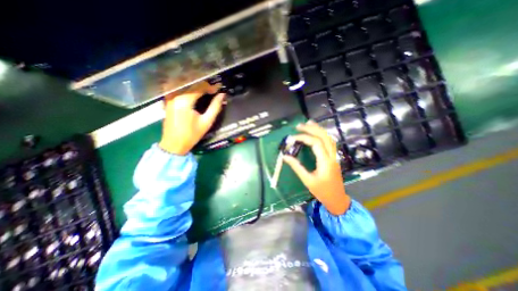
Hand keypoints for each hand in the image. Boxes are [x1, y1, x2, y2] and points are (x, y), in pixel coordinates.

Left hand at [157, 81, 222, 154]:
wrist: (173, 144)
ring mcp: (169, 97)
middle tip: (213, 88)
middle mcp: (175, 96)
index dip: (211, 86)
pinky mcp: (167, 101)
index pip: (200, 87)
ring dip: (195, 84)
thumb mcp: (206, 122)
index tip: (219, 88)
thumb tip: (222, 95)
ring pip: (183, 84)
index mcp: (185, 101)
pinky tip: (194, 91)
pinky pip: (178, 89)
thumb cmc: (192, 135)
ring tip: (206, 88)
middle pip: (191, 83)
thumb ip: (215, 107)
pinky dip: (187, 88)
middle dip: (204, 84)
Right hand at [283, 119, 351, 214]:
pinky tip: (317, 133)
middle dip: (312, 129)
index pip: (315, 143)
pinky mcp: (333, 157)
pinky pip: (330, 142)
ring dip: (319, 129)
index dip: (304, 137)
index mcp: (325, 162)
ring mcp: (334, 156)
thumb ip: (296, 167)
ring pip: (329, 138)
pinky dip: (323, 135)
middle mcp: (332, 156)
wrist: (337, 199)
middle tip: (299, 125)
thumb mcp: (307, 180)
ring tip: (309, 124)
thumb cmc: (322, 191)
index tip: (293, 138)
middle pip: (324, 137)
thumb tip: (285, 157)